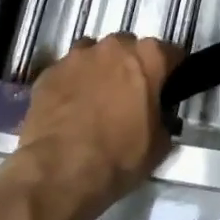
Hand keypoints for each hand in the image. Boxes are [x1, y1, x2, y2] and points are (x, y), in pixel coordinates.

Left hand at [3, 34, 178, 219]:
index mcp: (148, 57)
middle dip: (131, 67)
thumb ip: (164, 120)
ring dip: (99, 71)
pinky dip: (71, 85)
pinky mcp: (48, 72)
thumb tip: (158, 118)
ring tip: (95, 102)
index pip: (170, 53)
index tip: (167, 90)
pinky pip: (66, 73)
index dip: (171, 72)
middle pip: (129, 48)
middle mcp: (114, 47)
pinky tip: (68, 111)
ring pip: (94, 55)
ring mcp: (77, 57)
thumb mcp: (159, 146)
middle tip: (129, 98)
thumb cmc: (118, 157)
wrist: (59, 173)